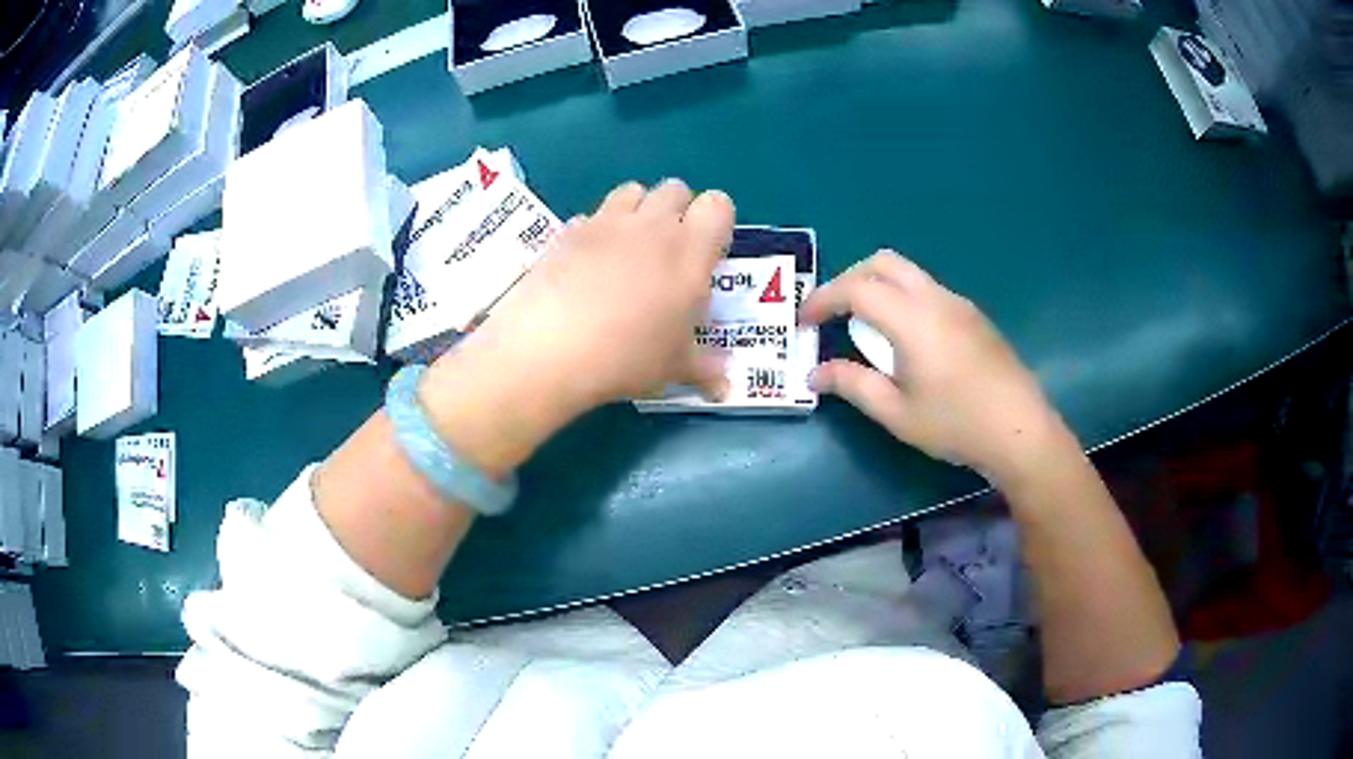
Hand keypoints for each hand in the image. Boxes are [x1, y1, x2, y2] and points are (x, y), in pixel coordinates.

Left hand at [427, 180, 734, 438]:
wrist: (550, 349)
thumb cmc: (627, 357)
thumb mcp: (673, 368)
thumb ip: (705, 369)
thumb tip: (725, 386)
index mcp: (690, 251)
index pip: (718, 204)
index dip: (715, 221)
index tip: (706, 252)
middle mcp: (652, 225)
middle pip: (675, 188)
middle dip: (676, 210)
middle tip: (667, 252)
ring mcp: (606, 223)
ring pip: (632, 190)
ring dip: (637, 209)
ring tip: (628, 249)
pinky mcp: (568, 230)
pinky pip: (591, 216)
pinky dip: (595, 231)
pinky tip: (586, 264)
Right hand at [800, 251, 1068, 485]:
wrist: (1020, 430)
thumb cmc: (956, 425)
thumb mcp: (897, 413)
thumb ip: (853, 385)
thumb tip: (815, 374)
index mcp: (912, 319)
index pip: (856, 288)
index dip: (823, 299)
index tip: (804, 323)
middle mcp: (935, 298)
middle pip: (883, 263)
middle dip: (849, 280)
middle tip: (832, 314)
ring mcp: (958, 303)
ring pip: (908, 273)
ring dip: (877, 286)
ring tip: (864, 327)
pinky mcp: (973, 316)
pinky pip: (927, 289)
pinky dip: (902, 298)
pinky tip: (905, 338)